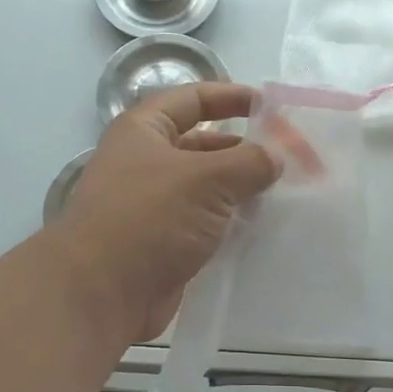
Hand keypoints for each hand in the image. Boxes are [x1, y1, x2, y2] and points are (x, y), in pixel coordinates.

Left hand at [49, 83, 280, 343]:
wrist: (101, 294)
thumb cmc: (150, 218)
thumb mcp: (206, 179)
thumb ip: (249, 162)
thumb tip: (275, 157)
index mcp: (144, 130)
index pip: (193, 99)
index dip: (232, 97)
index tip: (271, 107)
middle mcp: (146, 161)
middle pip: (204, 144)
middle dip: (245, 148)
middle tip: (291, 158)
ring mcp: (154, 204)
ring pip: (207, 186)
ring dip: (242, 188)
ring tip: (286, 191)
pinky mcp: (164, 241)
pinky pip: (205, 222)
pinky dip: (232, 221)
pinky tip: (265, 225)